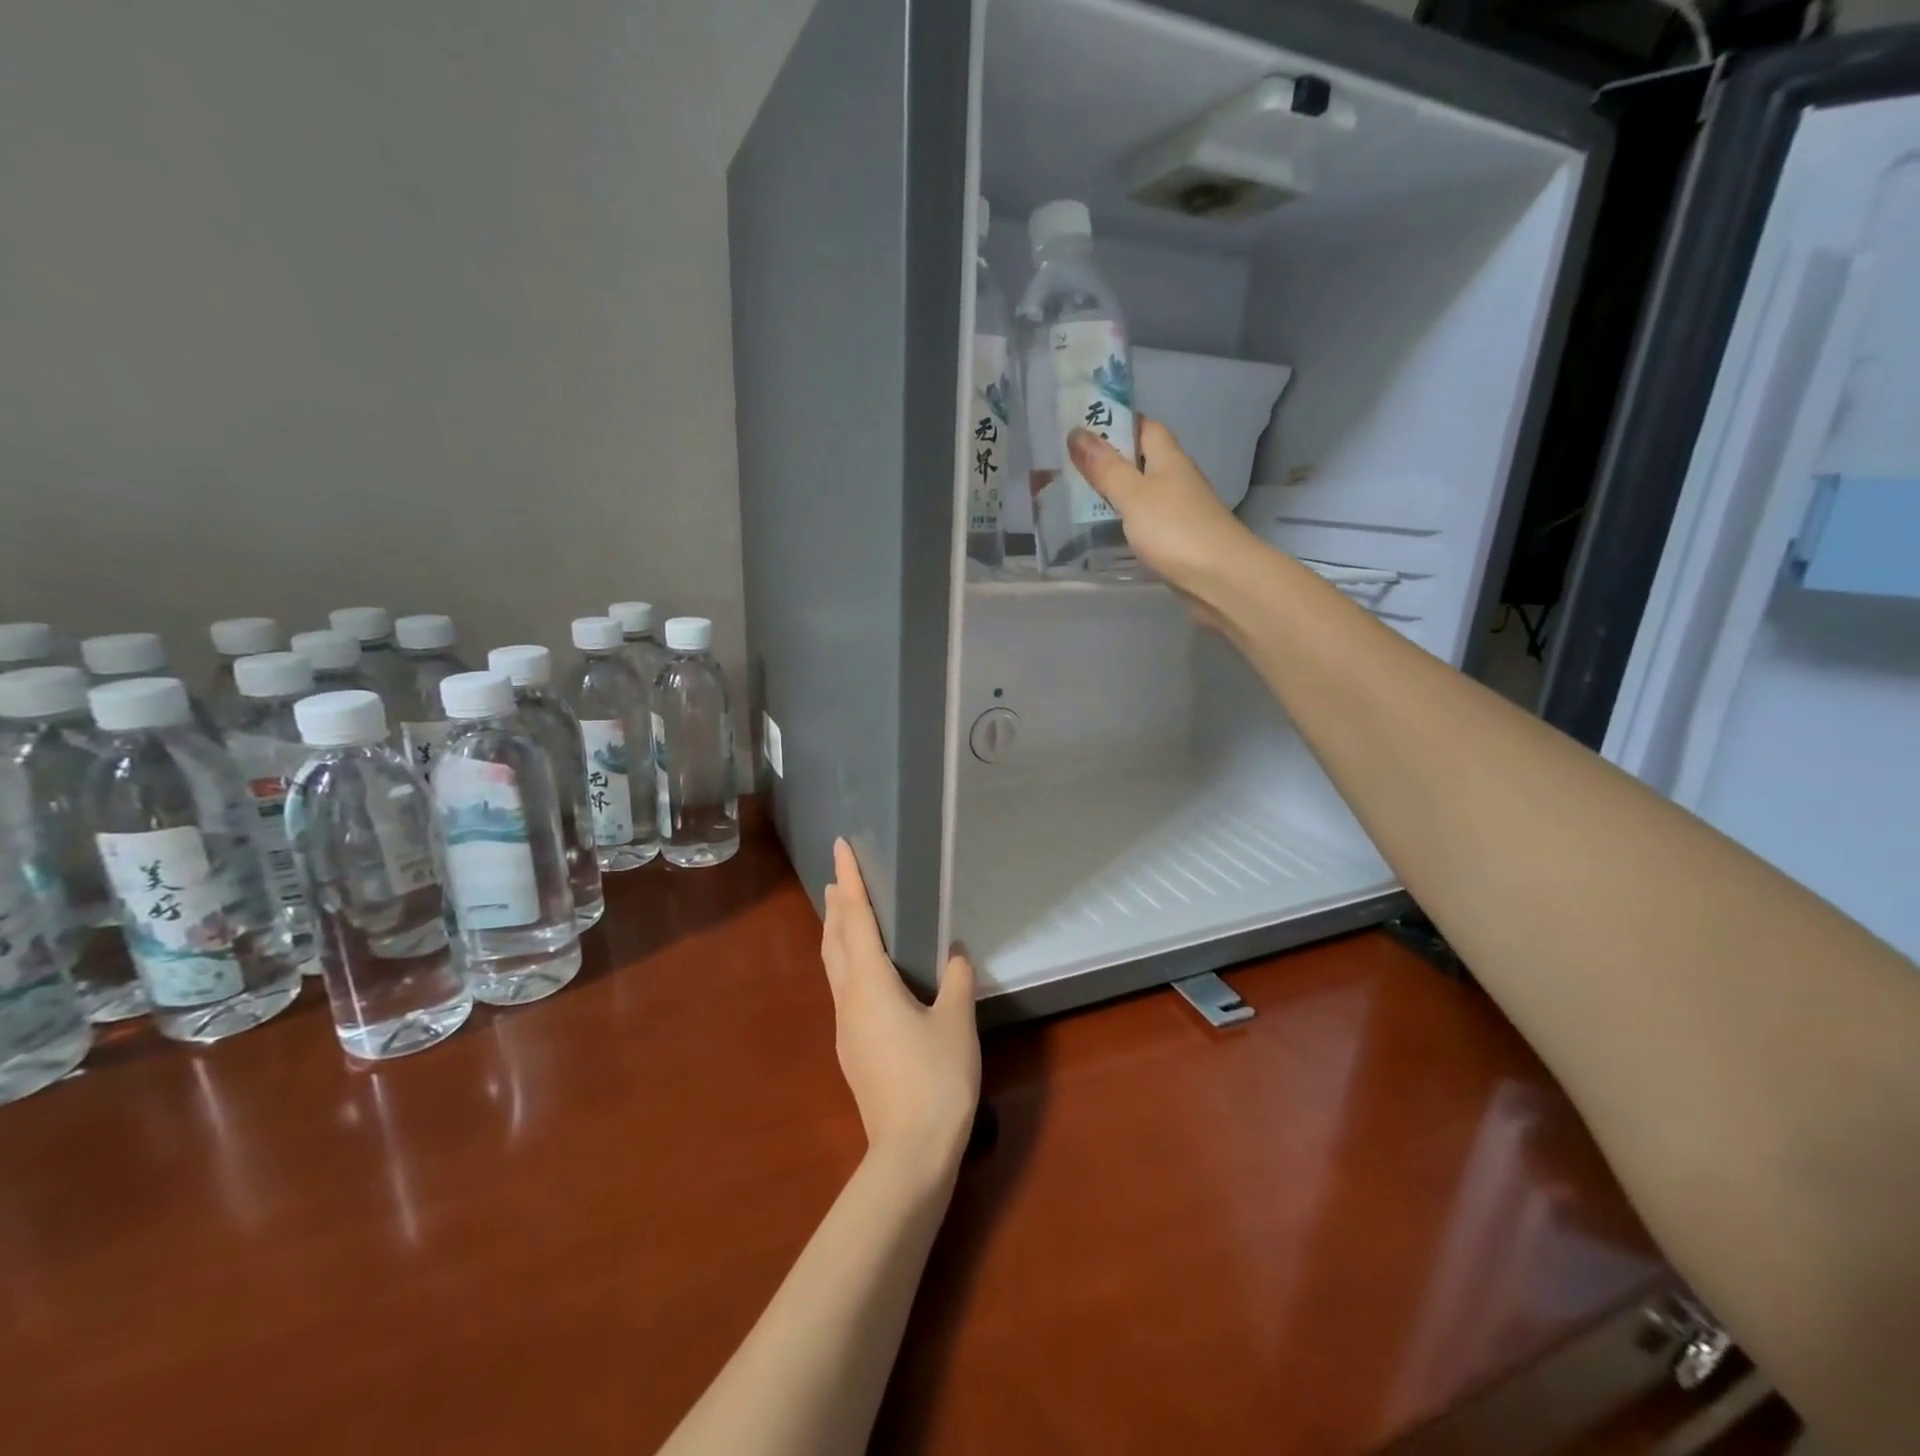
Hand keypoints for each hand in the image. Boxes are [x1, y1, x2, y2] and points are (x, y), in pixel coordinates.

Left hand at [821, 839, 980, 1176]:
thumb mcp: (957, 1023)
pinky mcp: (851, 1049)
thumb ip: (958, 981)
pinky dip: (846, 962)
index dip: (849, 880)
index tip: (839, 848)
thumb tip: (956, 953)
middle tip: (840, 877)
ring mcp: (845, 1027)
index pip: (855, 919)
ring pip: (834, 967)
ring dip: (836, 934)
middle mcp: (849, 999)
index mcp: (871, 984)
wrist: (910, 1152)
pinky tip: (863, 973)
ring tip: (843, 914)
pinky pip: (842, 989)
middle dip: (836, 905)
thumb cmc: (936, 1079)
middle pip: (834, 940)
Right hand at [1068, 419, 1259, 607]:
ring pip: (1146, 491)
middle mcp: (1177, 479)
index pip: (1145, 427)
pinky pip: (1149, 519)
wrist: (1220, 578)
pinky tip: (1111, 529)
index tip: (1086, 428)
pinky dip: (1129, 519)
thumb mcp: (1133, 495)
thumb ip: (1105, 468)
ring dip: (1120, 490)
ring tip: (1084, 497)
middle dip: (1113, 459)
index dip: (1118, 423)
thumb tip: (1076, 433)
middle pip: (1144, 459)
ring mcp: (1181, 510)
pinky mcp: (1179, 538)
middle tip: (1075, 466)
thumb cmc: (1175, 529)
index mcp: (1169, 458)